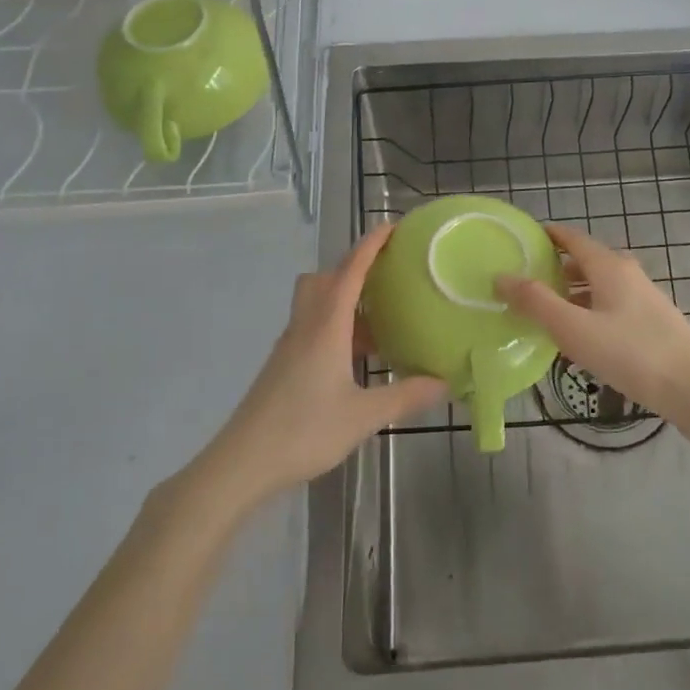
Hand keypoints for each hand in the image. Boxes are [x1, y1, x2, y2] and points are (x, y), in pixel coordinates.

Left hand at [202, 225, 446, 503]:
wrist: (243, 462)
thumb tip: (445, 382)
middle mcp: (306, 326)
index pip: (350, 271)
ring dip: (344, 299)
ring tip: (379, 319)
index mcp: (326, 327)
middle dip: (354, 268)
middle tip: (386, 276)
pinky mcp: (283, 364)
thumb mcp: (364, 416)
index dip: (370, 245)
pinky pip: (312, 327)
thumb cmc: (304, 431)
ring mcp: (290, 345)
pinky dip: (335, 326)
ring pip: (316, 303)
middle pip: (326, 279)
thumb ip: (406, 396)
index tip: (392, 227)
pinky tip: (355, 357)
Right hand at [497, 222, 689, 423]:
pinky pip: (611, 306)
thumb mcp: (573, 328)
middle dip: (554, 269)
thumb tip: (501, 276)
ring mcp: (643, 298)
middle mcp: (627, 273)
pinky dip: (589, 311)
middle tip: (523, 285)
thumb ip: (535, 301)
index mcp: (609, 266)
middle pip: (584, 261)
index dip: (545, 236)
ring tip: (545, 314)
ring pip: (598, 286)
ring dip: (571, 294)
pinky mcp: (652, 322)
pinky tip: (580, 338)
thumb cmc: (630, 353)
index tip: (519, 243)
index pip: (571, 237)